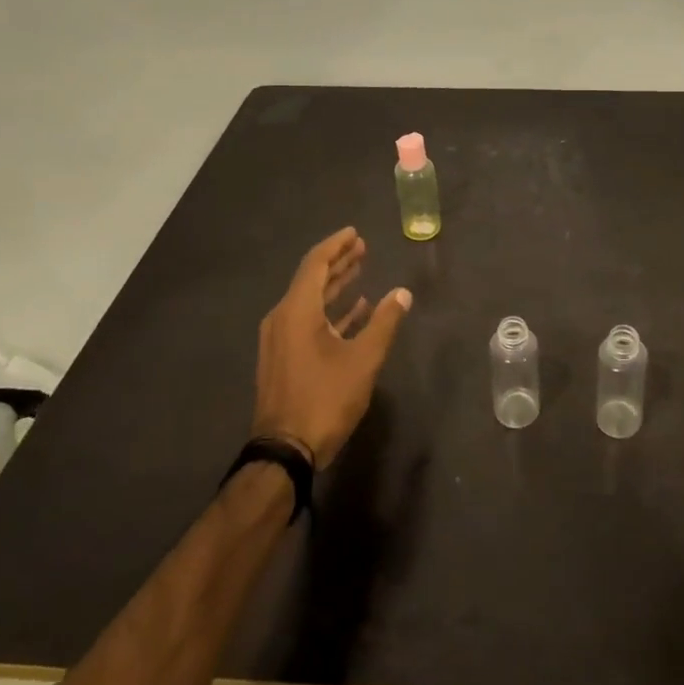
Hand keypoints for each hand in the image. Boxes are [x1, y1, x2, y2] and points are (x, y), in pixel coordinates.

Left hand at [251, 227, 411, 468]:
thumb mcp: (363, 360)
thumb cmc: (325, 398)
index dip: (336, 246)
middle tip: (361, 248)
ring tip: (359, 271)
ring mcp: (280, 340)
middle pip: (311, 279)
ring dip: (334, 286)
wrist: (285, 450)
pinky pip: (307, 322)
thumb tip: (403, 293)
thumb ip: (384, 322)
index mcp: (297, 311)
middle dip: (337, 263)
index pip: (315, 264)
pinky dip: (330, 312)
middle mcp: (282, 318)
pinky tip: (353, 311)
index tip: (355, 234)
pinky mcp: (283, 359)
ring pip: (309, 302)